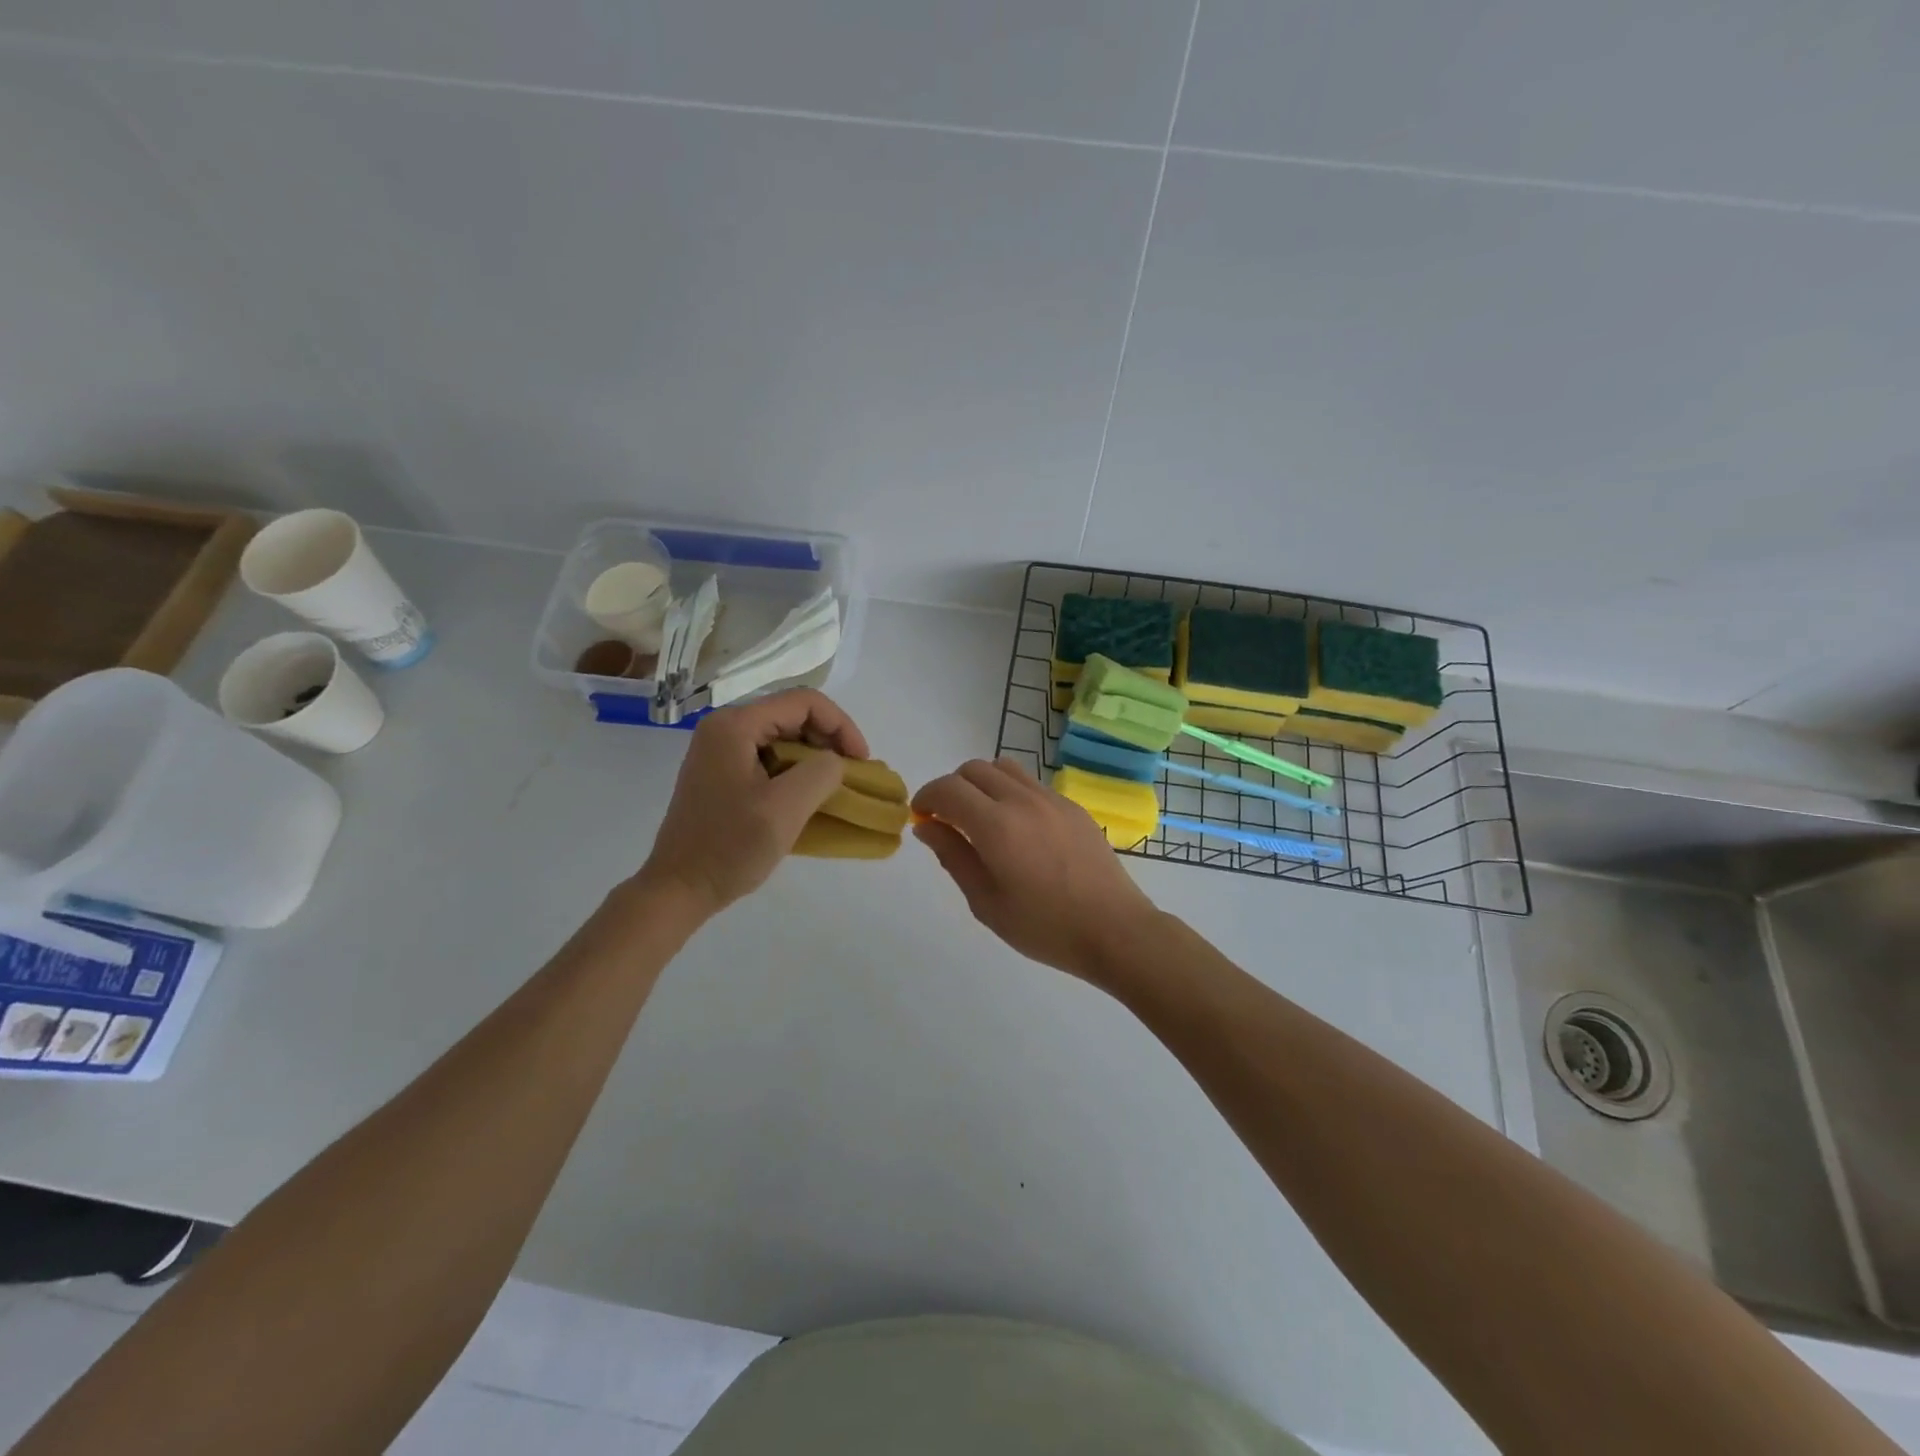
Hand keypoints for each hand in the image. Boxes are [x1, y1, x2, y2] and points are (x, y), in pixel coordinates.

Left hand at [639, 689, 869, 912]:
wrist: (678, 889)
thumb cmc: (729, 847)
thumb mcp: (785, 808)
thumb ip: (821, 773)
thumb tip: (835, 762)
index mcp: (735, 726)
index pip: (804, 702)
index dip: (841, 725)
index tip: (861, 761)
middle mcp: (725, 728)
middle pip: (793, 715)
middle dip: (829, 740)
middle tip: (851, 774)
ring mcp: (720, 751)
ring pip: (783, 736)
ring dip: (814, 757)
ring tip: (835, 786)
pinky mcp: (721, 773)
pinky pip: (769, 757)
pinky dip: (795, 770)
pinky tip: (809, 796)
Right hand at [911, 758, 1160, 983]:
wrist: (1114, 930)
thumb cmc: (1044, 927)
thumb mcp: (986, 902)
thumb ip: (953, 857)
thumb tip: (927, 827)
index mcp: (996, 826)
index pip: (948, 789)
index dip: (926, 798)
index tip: (922, 818)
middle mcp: (1022, 800)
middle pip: (973, 769)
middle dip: (952, 788)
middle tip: (949, 821)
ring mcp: (1051, 799)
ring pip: (1004, 767)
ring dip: (982, 784)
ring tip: (982, 819)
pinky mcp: (1072, 806)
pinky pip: (1031, 783)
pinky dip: (1011, 792)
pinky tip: (1018, 828)